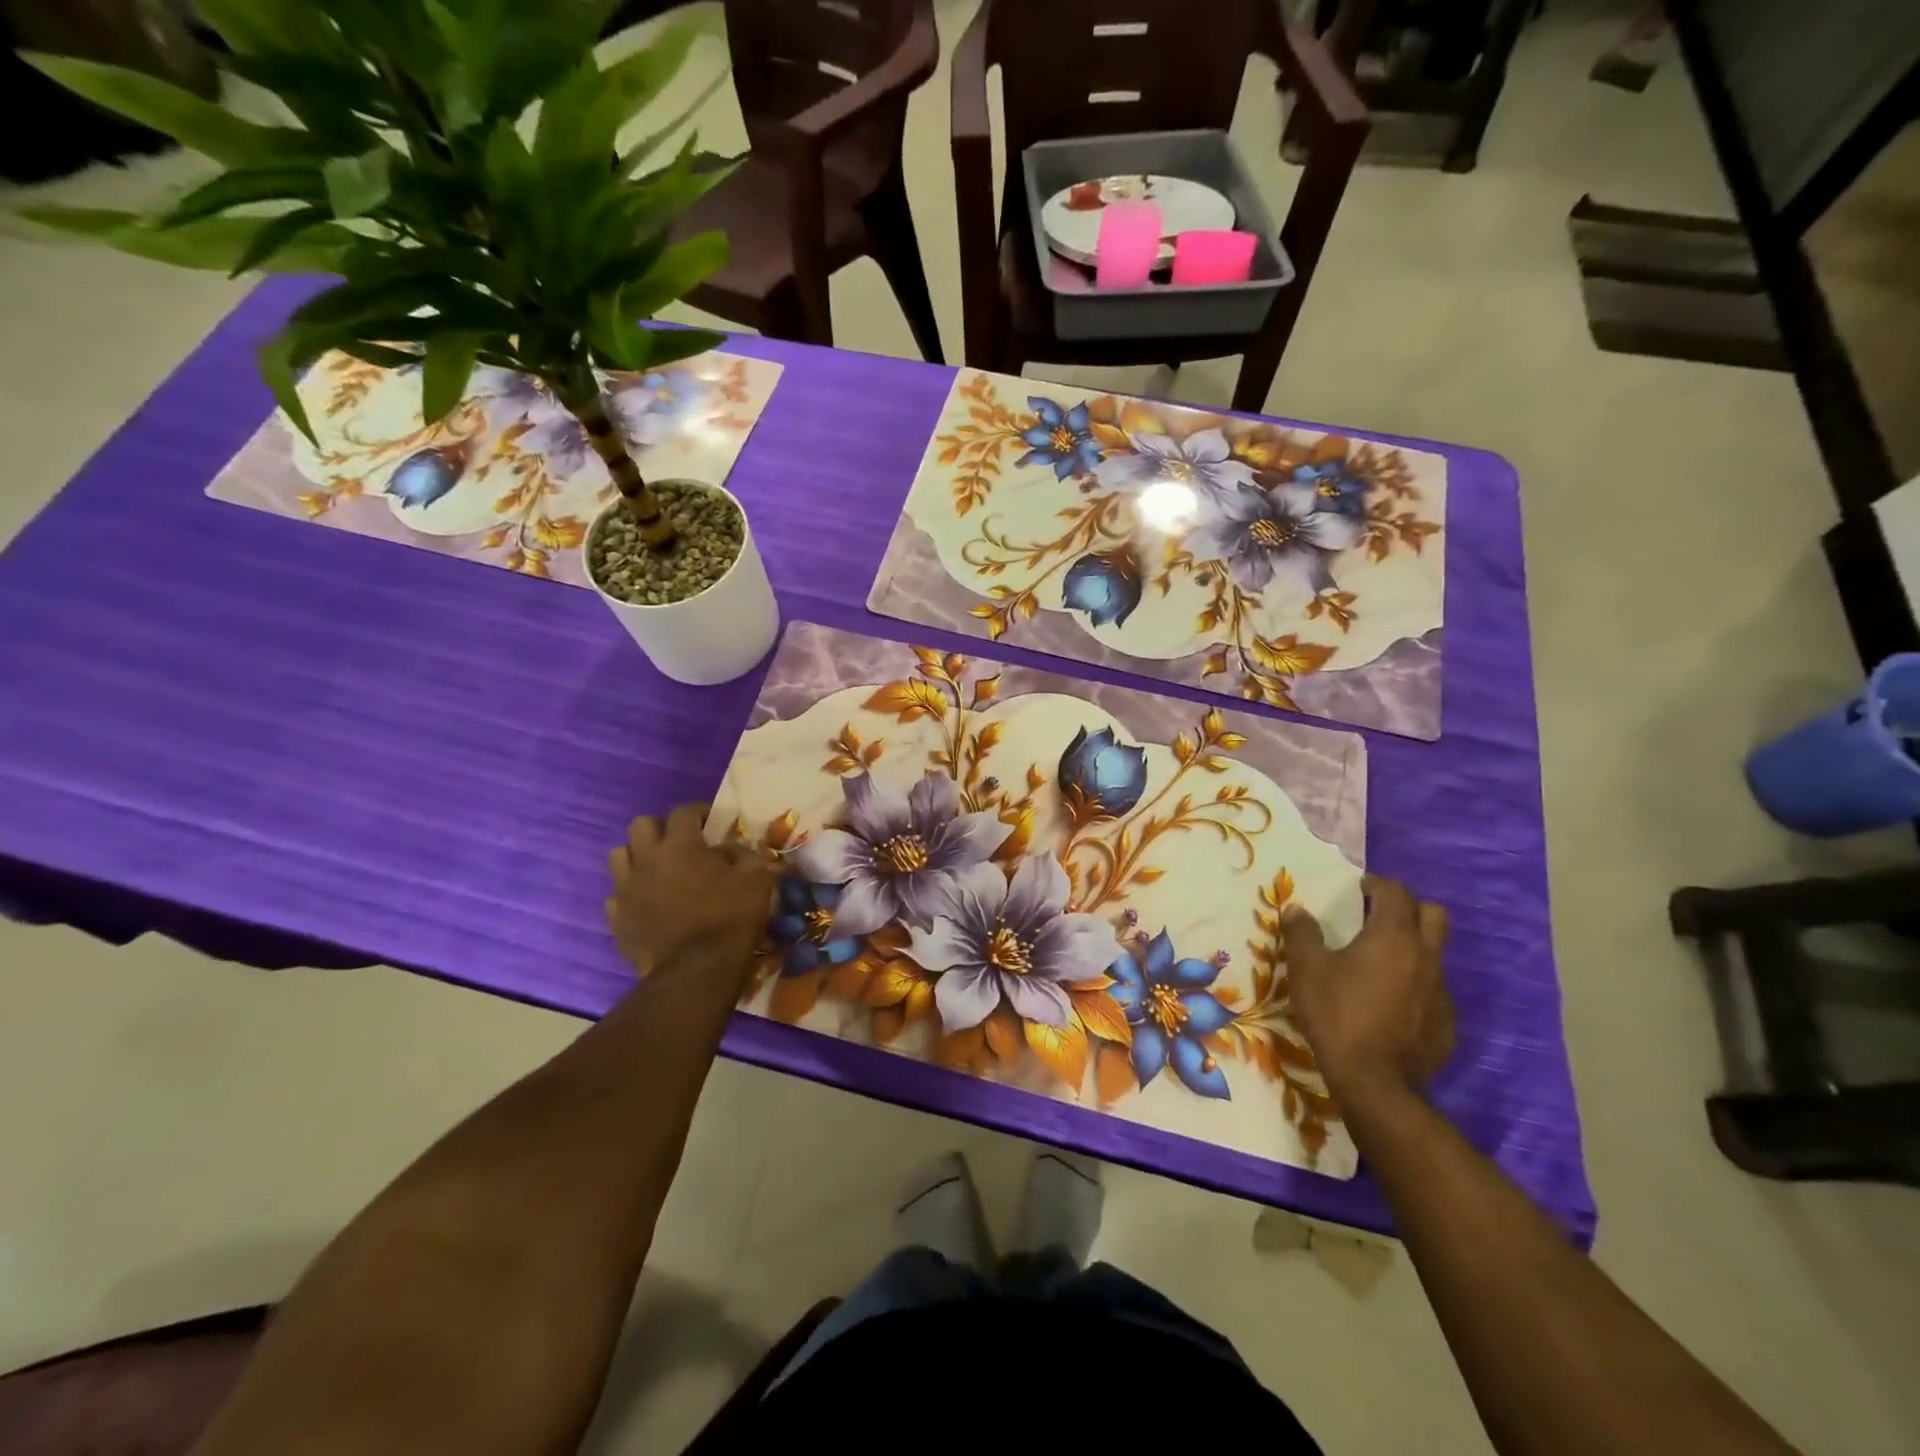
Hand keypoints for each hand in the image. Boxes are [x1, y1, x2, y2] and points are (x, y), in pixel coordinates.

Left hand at [606, 804, 773, 993]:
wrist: (697, 970)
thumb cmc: (731, 918)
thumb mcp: (756, 878)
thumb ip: (744, 854)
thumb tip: (730, 849)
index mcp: (680, 845)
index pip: (684, 811)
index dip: (699, 811)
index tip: (712, 821)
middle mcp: (646, 860)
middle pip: (640, 825)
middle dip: (660, 828)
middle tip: (680, 843)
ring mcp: (626, 890)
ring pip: (619, 856)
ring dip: (637, 857)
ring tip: (657, 870)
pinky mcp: (617, 919)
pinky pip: (616, 896)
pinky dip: (630, 894)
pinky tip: (648, 903)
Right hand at [1282, 874, 1453, 1106]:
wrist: (1375, 1083)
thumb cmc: (1337, 1014)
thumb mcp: (1306, 969)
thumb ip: (1302, 933)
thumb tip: (1297, 910)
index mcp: (1393, 936)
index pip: (1396, 893)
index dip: (1377, 884)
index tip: (1359, 888)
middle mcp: (1426, 957)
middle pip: (1433, 915)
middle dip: (1408, 908)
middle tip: (1378, 915)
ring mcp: (1441, 992)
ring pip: (1435, 953)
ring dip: (1412, 947)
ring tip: (1379, 961)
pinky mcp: (1446, 1023)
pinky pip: (1433, 990)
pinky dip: (1414, 984)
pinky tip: (1389, 1002)